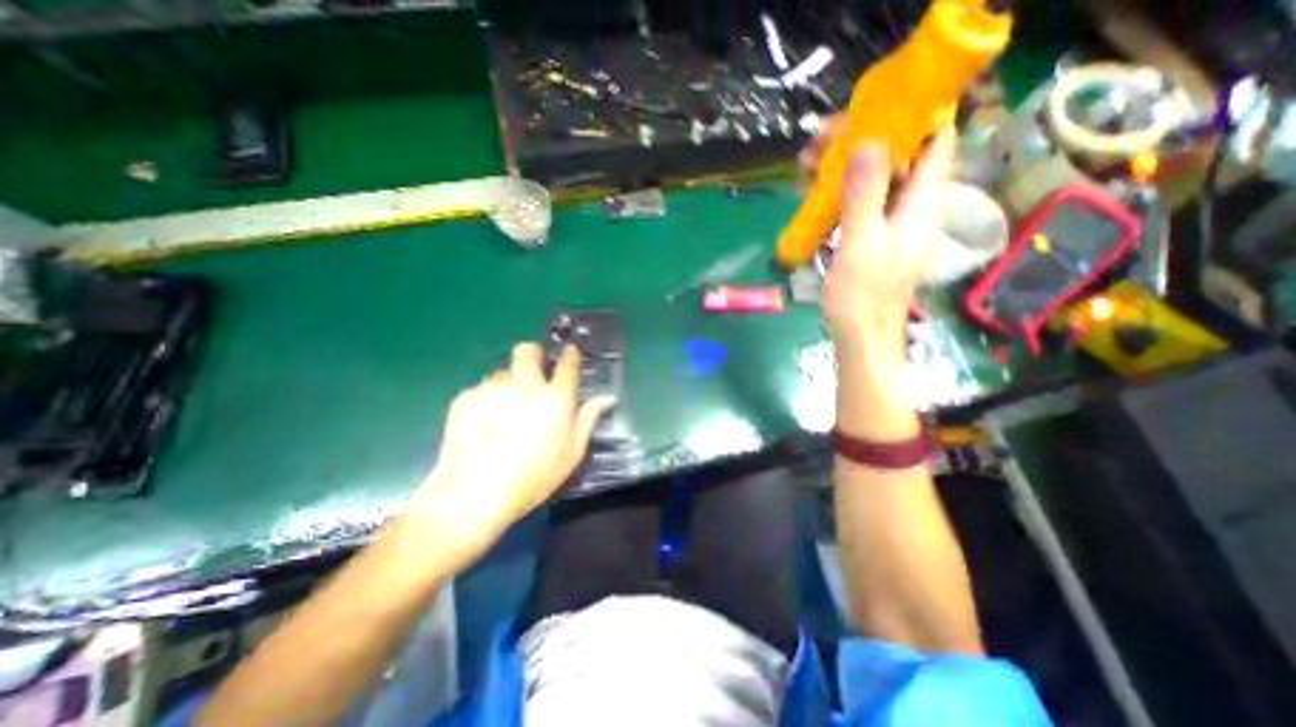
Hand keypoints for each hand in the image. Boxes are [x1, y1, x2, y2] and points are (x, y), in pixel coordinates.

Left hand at [404, 343, 617, 558]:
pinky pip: (482, 389)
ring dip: (508, 383)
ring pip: (503, 372)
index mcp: (555, 398)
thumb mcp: (571, 453)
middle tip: (533, 372)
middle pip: (528, 351)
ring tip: (504, 410)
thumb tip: (606, 398)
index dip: (570, 355)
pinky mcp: (466, 397)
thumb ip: (587, 419)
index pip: (567, 364)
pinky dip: (486, 399)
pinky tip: (483, 424)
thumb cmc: (533, 477)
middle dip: (533, 354)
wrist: (474, 495)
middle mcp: (525, 385)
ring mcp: (493, 389)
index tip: (569, 353)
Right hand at [814, 124, 955, 365]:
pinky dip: (839, 191)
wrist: (862, 338)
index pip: (935, 138)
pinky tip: (813, 195)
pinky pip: (861, 201)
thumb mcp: (861, 245)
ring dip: (844, 166)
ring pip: (876, 177)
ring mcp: (893, 221)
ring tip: (807, 167)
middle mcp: (914, 205)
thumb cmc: (863, 298)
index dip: (906, 116)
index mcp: (922, 203)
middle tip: (818, 145)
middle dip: (861, 141)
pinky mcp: (874, 235)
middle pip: (899, 154)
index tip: (863, 115)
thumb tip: (867, 143)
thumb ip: (865, 196)